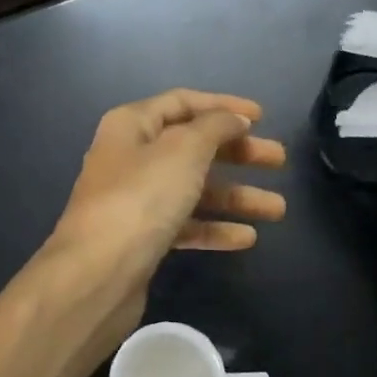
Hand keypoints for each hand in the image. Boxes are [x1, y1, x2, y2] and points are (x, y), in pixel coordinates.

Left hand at [47, 89, 286, 315]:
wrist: (97, 274)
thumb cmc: (142, 197)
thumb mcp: (185, 150)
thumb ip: (215, 127)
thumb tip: (234, 119)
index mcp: (133, 124)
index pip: (183, 102)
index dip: (223, 106)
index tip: (262, 117)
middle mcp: (131, 156)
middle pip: (193, 146)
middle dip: (237, 152)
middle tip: (278, 160)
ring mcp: (135, 199)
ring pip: (194, 188)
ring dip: (235, 196)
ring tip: (277, 208)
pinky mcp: (142, 237)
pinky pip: (185, 223)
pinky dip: (214, 227)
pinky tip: (247, 238)